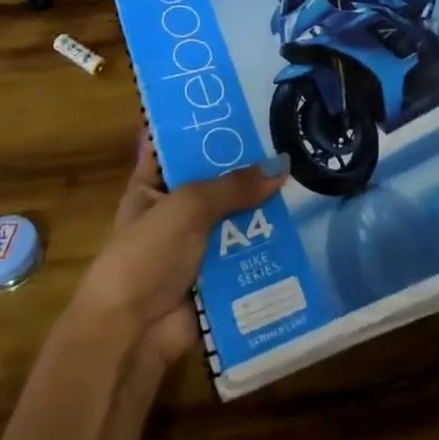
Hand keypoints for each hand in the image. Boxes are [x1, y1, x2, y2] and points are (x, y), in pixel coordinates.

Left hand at [70, 133, 286, 365]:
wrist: (131, 336)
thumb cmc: (146, 256)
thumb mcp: (187, 207)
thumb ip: (234, 185)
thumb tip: (282, 166)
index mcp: (151, 186)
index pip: (177, 144)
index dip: (204, 125)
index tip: (244, 103)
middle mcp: (174, 211)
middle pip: (216, 180)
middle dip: (249, 165)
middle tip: (291, 137)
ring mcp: (197, 245)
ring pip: (237, 216)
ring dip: (265, 205)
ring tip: (307, 175)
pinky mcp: (218, 276)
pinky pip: (248, 251)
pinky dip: (270, 242)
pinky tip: (304, 222)